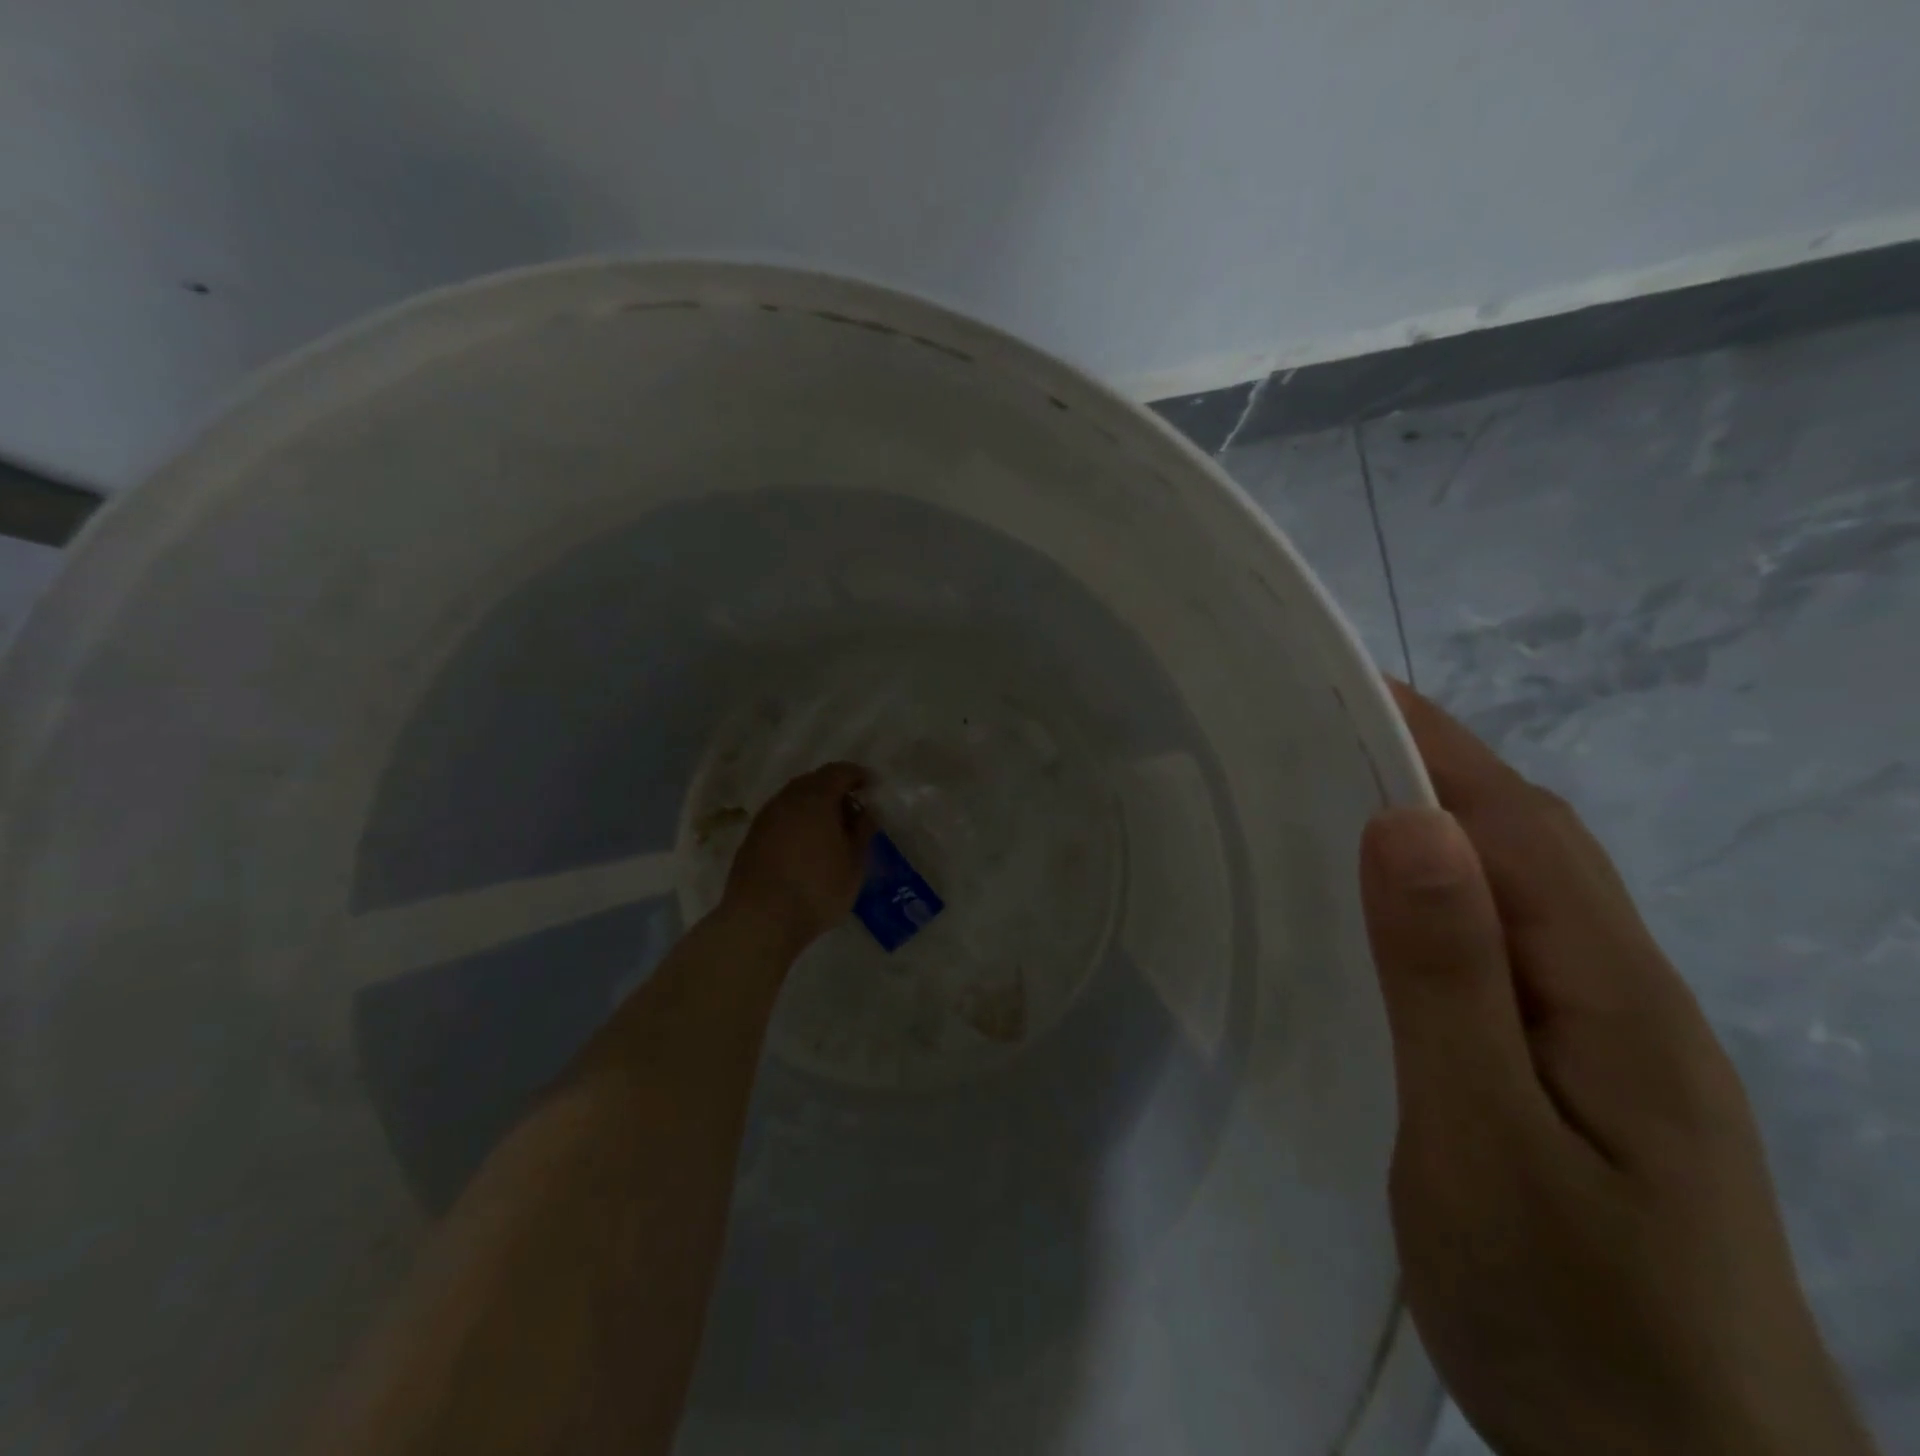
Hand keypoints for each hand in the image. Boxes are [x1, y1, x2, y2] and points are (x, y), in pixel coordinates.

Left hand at [721, 762, 876, 952]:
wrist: (760, 920)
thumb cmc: (816, 889)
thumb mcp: (854, 863)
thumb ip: (863, 831)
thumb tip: (867, 811)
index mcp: (815, 798)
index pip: (839, 771)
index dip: (858, 775)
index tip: (872, 787)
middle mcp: (787, 799)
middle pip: (814, 781)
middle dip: (835, 789)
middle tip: (853, 810)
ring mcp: (765, 818)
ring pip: (794, 799)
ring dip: (814, 806)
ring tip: (831, 830)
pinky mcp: (752, 838)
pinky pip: (781, 817)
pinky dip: (797, 822)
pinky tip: (806, 845)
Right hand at [1362, 682, 1876, 1455]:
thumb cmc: (1574, 1316)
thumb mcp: (1485, 1142)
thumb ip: (1447, 981)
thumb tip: (1407, 827)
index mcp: (1609, 991)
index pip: (1518, 823)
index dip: (1436, 745)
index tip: (1350, 691)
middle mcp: (1626, 993)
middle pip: (1534, 842)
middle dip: (1437, 768)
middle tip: (1327, 740)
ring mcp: (1617, 1038)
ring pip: (1528, 890)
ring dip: (1448, 826)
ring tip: (1346, 804)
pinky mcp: (1590, 1076)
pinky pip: (1516, 944)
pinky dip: (1456, 894)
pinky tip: (1403, 918)